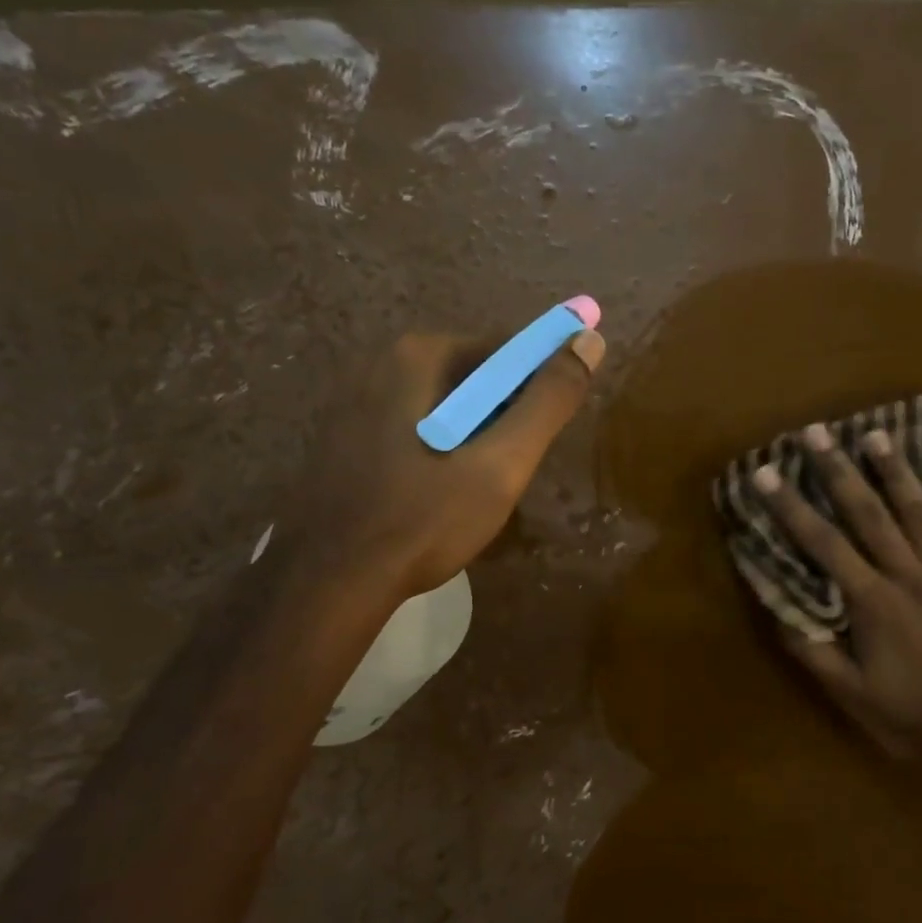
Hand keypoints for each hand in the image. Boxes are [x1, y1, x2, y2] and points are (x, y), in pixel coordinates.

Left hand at [283, 328, 605, 597]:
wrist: (330, 583)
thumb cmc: (424, 519)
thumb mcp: (502, 463)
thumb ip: (549, 401)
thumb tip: (590, 340)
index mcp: (418, 355)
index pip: (505, 350)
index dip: (537, 389)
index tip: (540, 439)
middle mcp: (379, 362)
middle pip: (472, 377)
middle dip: (501, 418)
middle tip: (507, 472)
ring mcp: (353, 400)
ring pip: (443, 406)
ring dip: (472, 436)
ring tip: (474, 490)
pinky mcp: (342, 436)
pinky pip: (412, 427)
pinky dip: (438, 448)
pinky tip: (435, 494)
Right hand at [751, 424, 921, 765]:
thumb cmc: (913, 721)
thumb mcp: (851, 695)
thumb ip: (813, 651)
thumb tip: (777, 608)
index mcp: (873, 603)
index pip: (823, 544)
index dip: (792, 506)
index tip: (768, 472)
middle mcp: (911, 578)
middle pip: (869, 514)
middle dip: (838, 471)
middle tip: (816, 432)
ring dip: (896, 472)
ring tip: (876, 434)